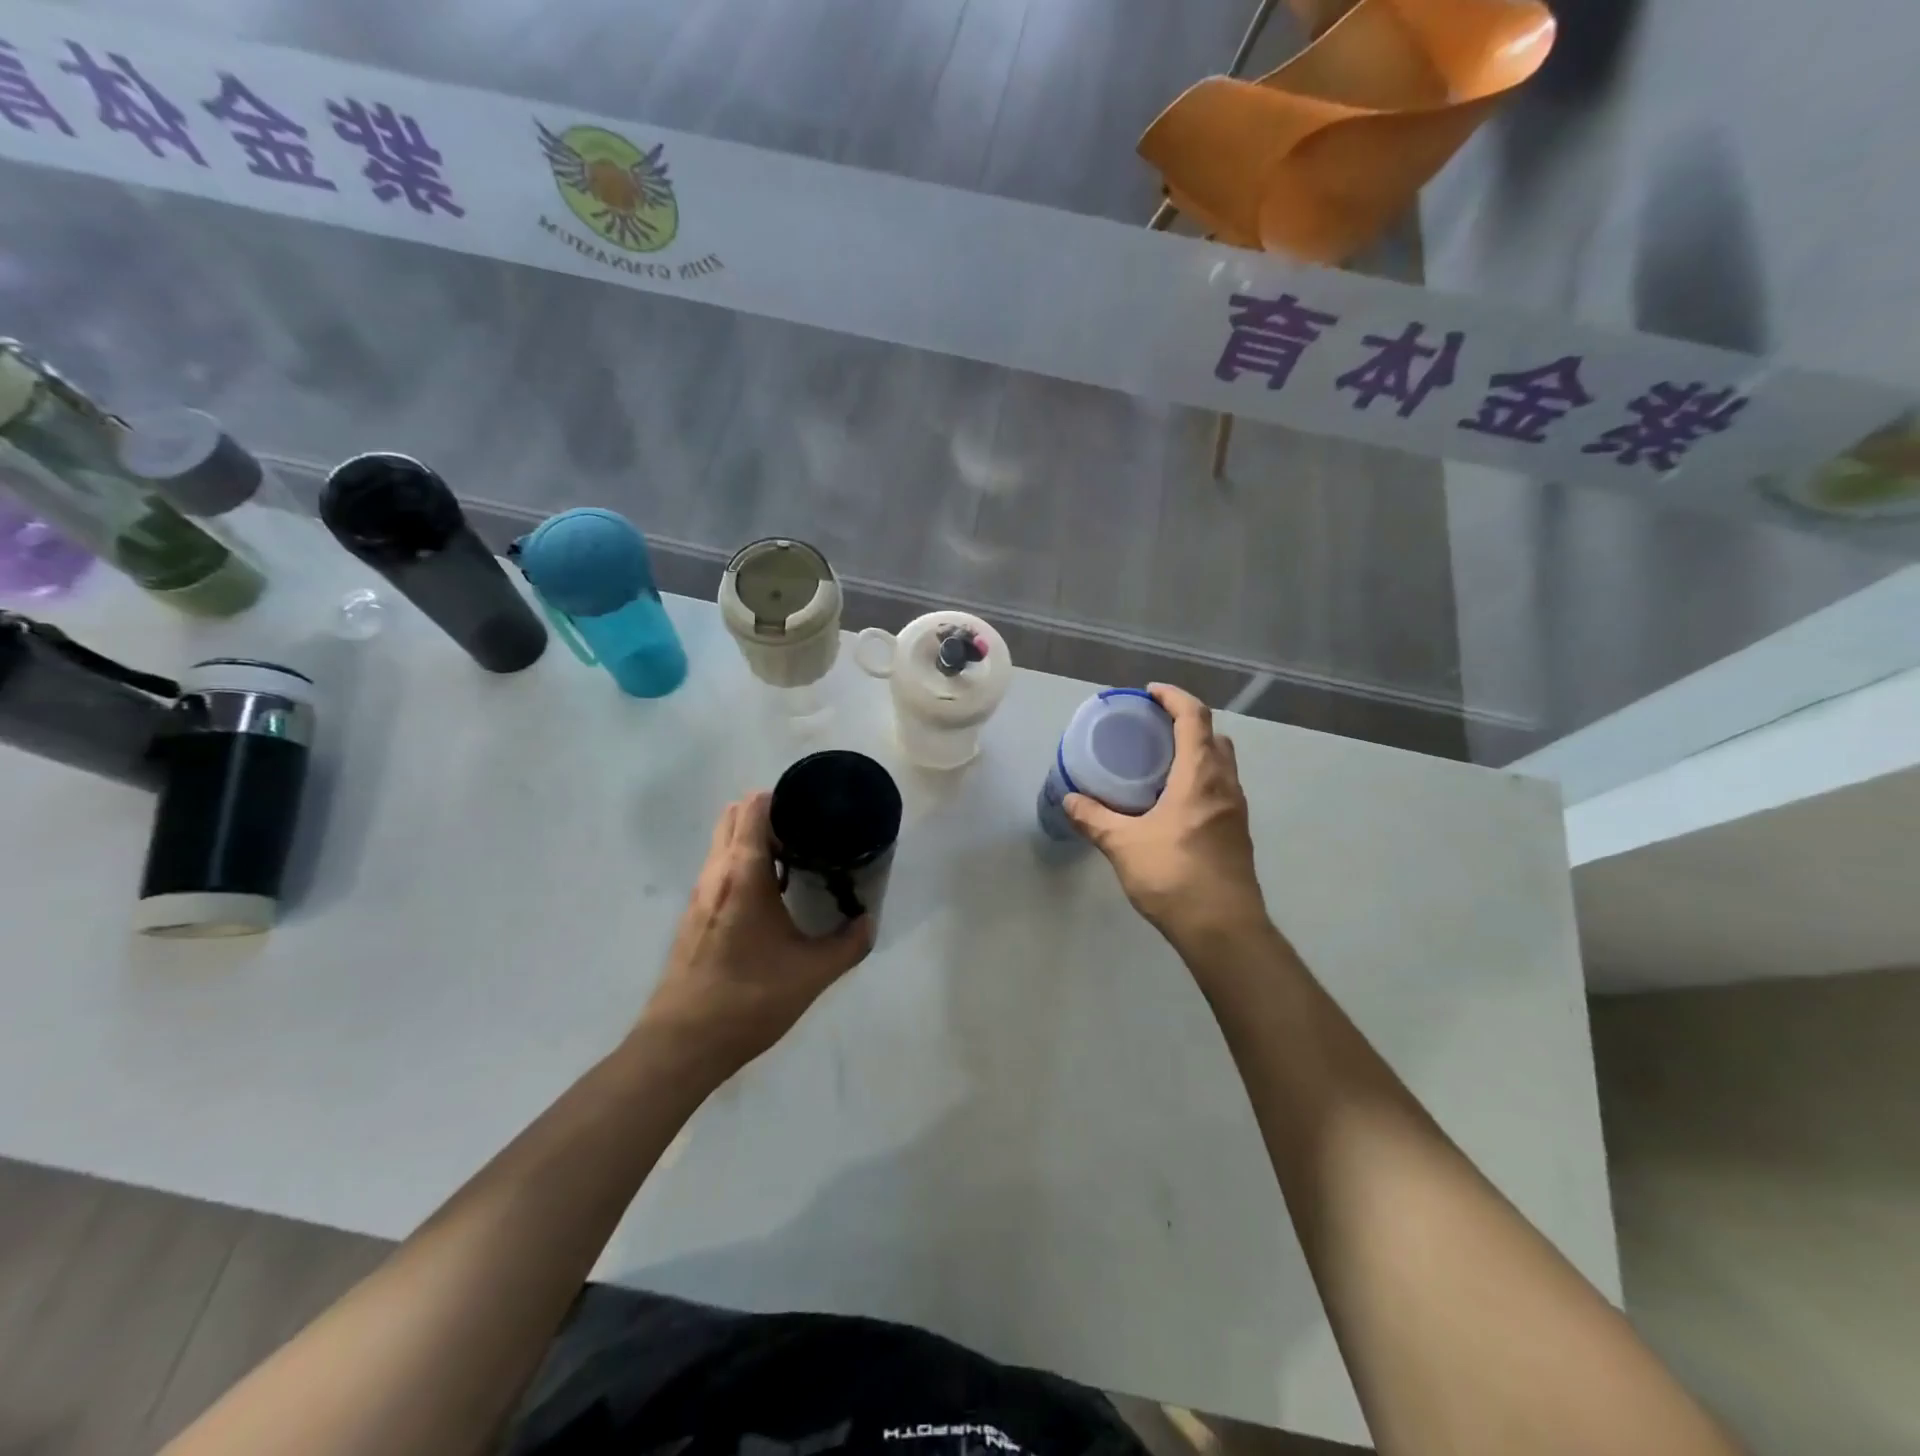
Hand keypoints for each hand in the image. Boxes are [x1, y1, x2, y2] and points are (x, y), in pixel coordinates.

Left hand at [639, 792, 873, 1076]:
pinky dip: (742, 865)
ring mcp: (699, 895)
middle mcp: (716, 873)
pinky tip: (771, 896)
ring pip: (723, 844)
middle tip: (807, 830)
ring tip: (795, 859)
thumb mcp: (812, 973)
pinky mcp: (693, 917)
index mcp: (743, 873)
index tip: (812, 807)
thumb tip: (868, 922)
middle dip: (768, 813)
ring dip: (754, 840)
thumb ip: (848, 944)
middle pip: (734, 817)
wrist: (683, 1044)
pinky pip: (719, 870)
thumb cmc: (749, 999)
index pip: (753, 807)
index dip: (782, 797)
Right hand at [1064, 684, 1268, 952]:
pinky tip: (1173, 803)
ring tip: (1159, 764)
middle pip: (1214, 737)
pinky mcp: (1237, 834)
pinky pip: (1220, 790)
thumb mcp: (1124, 845)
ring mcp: (1236, 811)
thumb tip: (1069, 799)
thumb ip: (1094, 819)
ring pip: (1221, 765)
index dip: (1174, 698)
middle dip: (1187, 724)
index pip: (1194, 718)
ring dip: (1196, 753)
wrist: (1224, 930)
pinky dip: (1200, 780)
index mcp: (1201, 777)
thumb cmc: (1175, 877)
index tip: (1150, 693)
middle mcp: (1225, 786)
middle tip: (1152, 729)